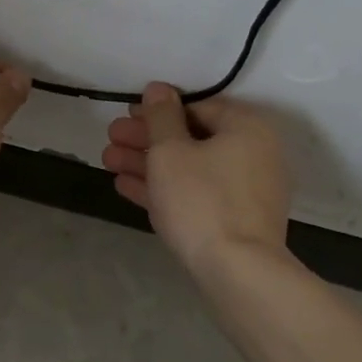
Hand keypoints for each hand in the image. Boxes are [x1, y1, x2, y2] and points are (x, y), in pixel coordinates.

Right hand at [102, 83, 291, 272]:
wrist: (237, 272)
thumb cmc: (202, 200)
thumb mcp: (170, 151)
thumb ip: (161, 116)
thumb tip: (158, 88)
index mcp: (246, 127)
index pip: (197, 106)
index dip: (156, 110)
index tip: (125, 116)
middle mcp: (253, 153)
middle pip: (191, 137)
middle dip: (146, 138)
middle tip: (110, 138)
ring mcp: (245, 190)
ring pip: (189, 167)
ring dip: (148, 163)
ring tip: (108, 161)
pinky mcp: (235, 220)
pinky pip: (196, 193)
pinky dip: (165, 188)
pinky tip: (126, 186)